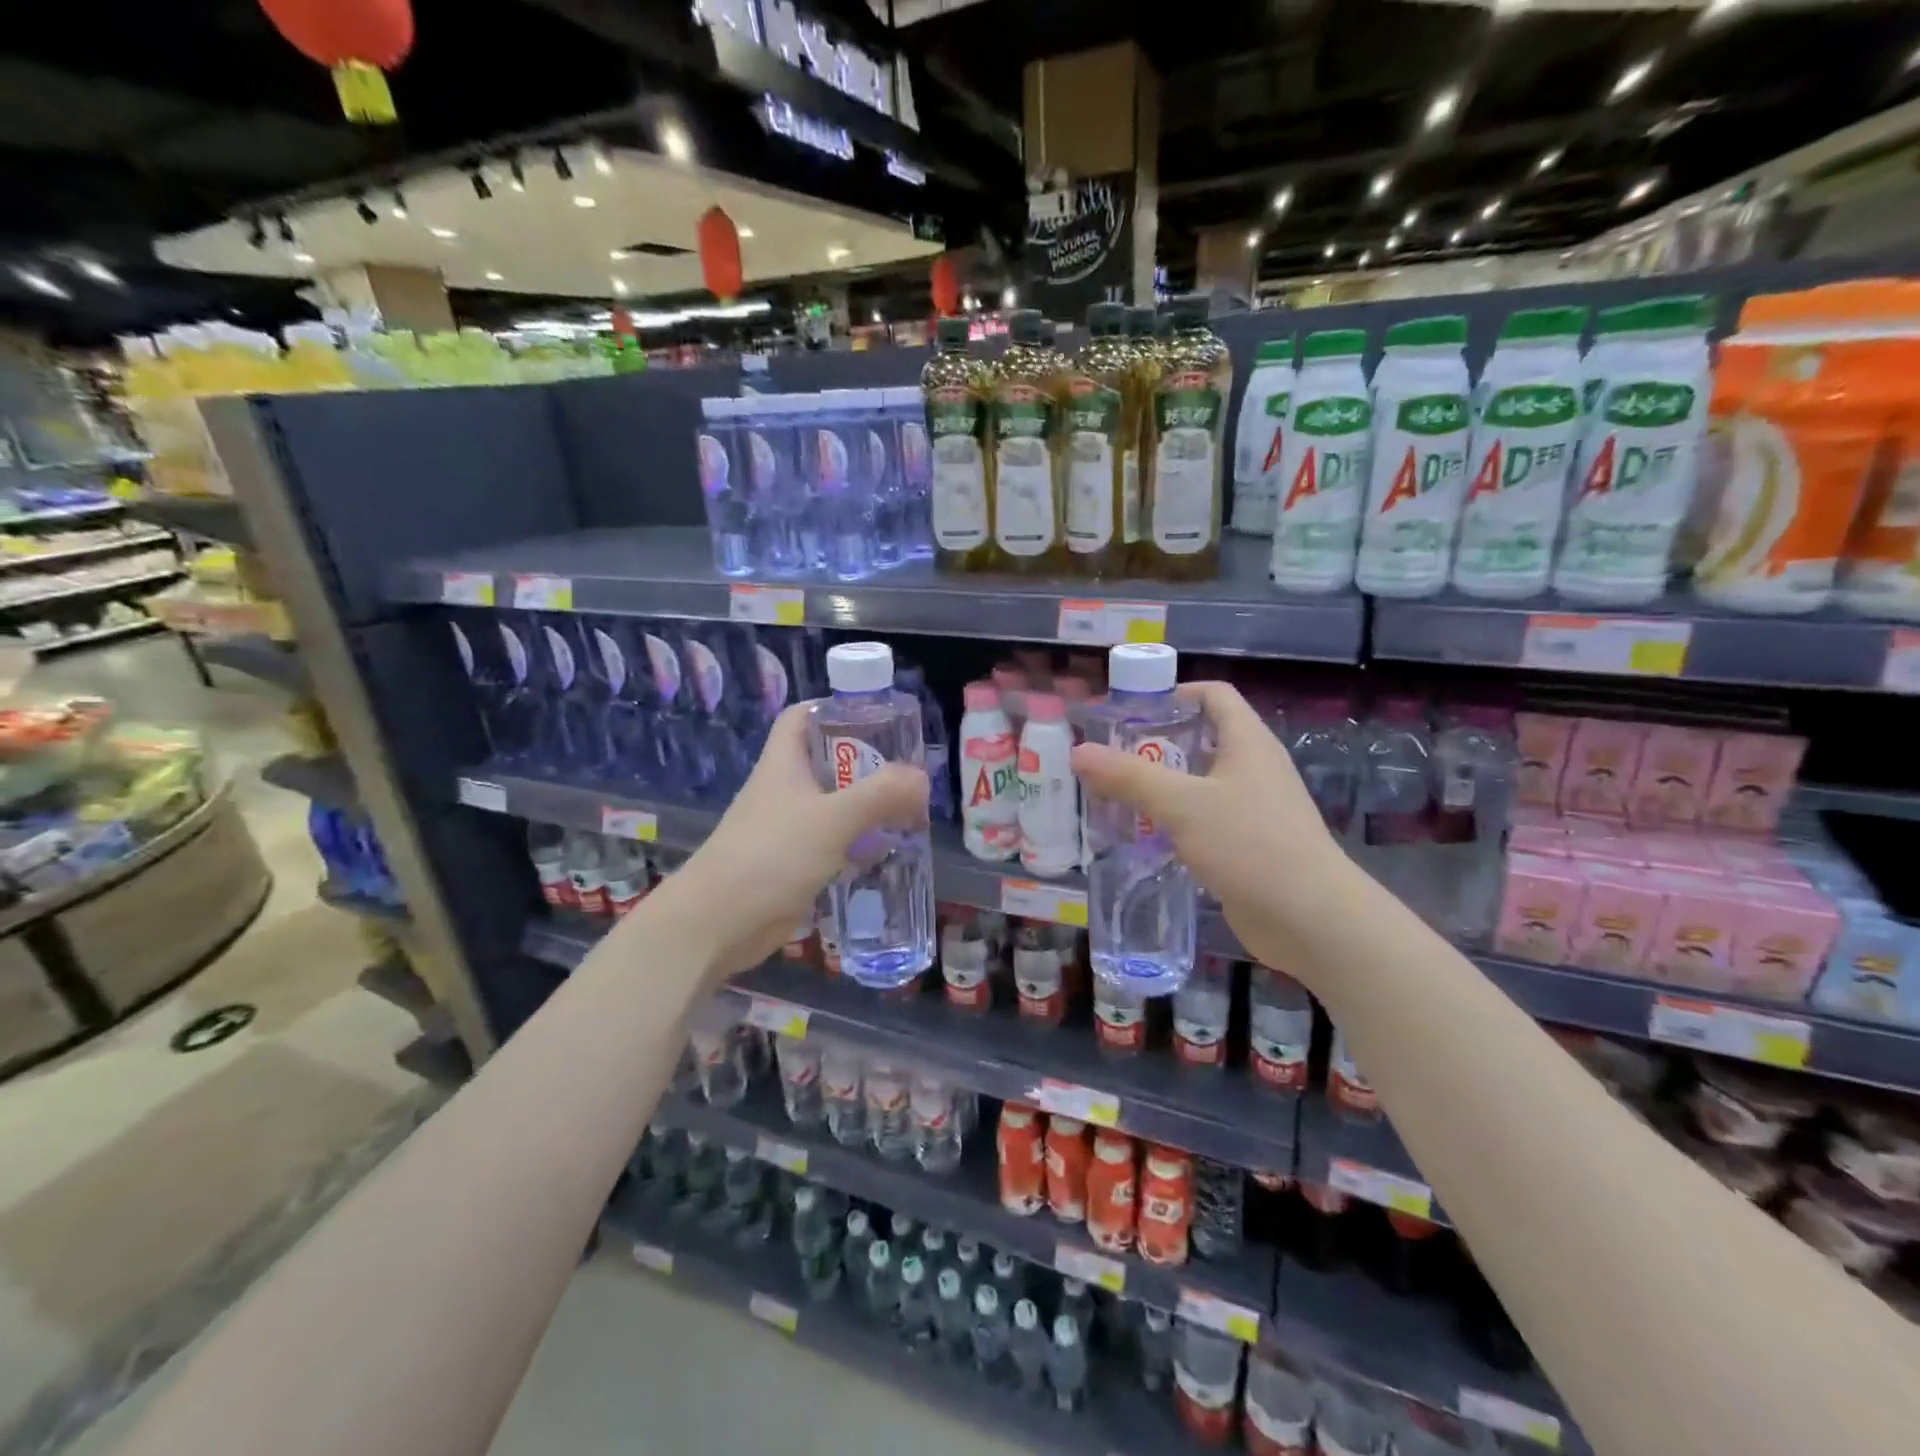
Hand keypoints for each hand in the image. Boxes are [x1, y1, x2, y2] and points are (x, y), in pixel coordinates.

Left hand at [650, 701, 927, 982]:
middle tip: (908, 774)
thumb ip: (880, 795)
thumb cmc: (770, 856)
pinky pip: (832, 845)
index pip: (803, 716)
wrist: (717, 924)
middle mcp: (784, 790)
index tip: (877, 719)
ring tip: (910, 814)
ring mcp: (787, 829)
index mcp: (783, 763)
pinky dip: (858, 846)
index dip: (835, 709)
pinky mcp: (793, 865)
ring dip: (868, 809)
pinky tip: (887, 855)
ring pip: (833, 806)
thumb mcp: (832, 819)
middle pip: (827, 762)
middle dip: (867, 765)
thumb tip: (921, 779)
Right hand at [1070, 681, 1354, 977]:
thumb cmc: (1251, 845)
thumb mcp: (1183, 805)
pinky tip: (1144, 836)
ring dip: (1161, 785)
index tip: (1130, 712)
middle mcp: (1253, 768)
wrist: (1311, 919)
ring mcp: (1253, 808)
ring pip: (1200, 782)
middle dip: (1155, 743)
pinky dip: (1174, 820)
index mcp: (1248, 742)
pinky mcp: (1248, 844)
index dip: (1174, 693)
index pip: (1214, 695)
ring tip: (1116, 795)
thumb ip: (1130, 777)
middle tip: (1110, 757)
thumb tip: (1079, 751)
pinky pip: (1204, 819)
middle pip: (1202, 738)